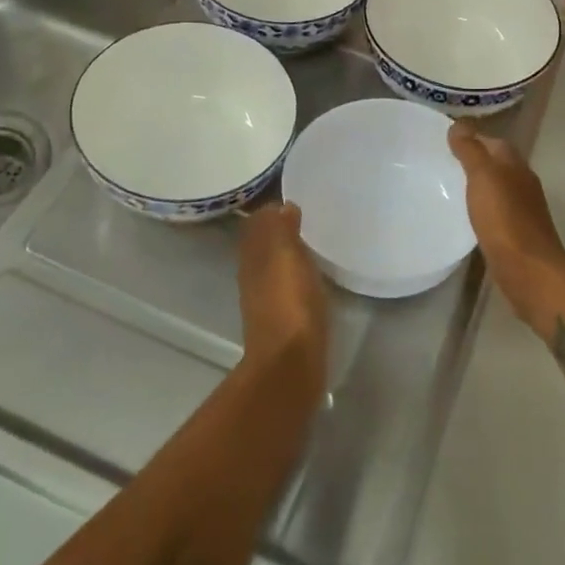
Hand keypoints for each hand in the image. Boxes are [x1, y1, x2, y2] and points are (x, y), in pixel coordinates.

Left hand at [237, 202, 328, 396]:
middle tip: (305, 218)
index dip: (272, 211)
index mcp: (253, 256)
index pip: (257, 224)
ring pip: (272, 266)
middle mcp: (253, 275)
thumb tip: (282, 206)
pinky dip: (294, 276)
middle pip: (262, 245)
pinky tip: (311, 276)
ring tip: (311, 244)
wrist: (291, 364)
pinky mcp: (282, 320)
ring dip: (286, 254)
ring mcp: (266, 299)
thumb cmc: (291, 304)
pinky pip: (285, 287)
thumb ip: (282, 230)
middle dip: (277, 231)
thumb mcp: (287, 257)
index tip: (293, 201)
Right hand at [447, 123, 564, 322]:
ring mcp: (522, 211)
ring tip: (449, 188)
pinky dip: (482, 208)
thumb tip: (459, 124)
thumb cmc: (504, 219)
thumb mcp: (483, 177)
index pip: (494, 143)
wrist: (528, 270)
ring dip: (478, 186)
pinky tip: (466, 216)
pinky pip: (496, 212)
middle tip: (443, 163)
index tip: (446, 141)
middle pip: (498, 165)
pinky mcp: (516, 235)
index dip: (473, 138)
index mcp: (516, 166)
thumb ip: (471, 151)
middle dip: (475, 161)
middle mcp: (523, 184)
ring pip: (498, 189)